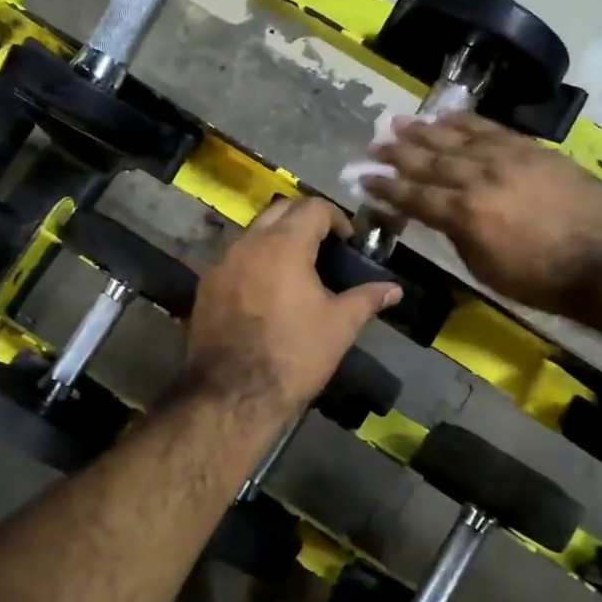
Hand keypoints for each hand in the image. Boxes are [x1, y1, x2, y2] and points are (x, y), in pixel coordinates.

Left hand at [186, 198, 400, 418]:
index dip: (336, 217)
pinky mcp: (206, 286)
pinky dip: (255, 261)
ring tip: (297, 268)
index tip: (348, 241)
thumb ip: (367, 299)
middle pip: (280, 210)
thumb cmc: (294, 355)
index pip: (313, 208)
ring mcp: (222, 264)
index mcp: (284, 246)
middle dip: (305, 219)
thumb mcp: (339, 326)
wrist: (234, 393)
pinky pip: (235, 259)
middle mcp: (249, 244)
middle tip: (325, 245)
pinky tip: (267, 290)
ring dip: (277, 238)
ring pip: (254, 233)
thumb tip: (395, 290)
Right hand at [365, 114, 601, 313]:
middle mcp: (479, 179)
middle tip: (373, 145)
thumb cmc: (539, 279)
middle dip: (397, 153)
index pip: (415, 196)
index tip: (364, 178)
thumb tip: (441, 214)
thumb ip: (457, 235)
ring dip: (424, 131)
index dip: (387, 187)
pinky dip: (466, 122)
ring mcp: (507, 159)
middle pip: (430, 161)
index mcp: (464, 215)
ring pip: (457, 139)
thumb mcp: (484, 268)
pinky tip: (446, 117)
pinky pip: (492, 129)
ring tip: (399, 123)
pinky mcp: (532, 149)